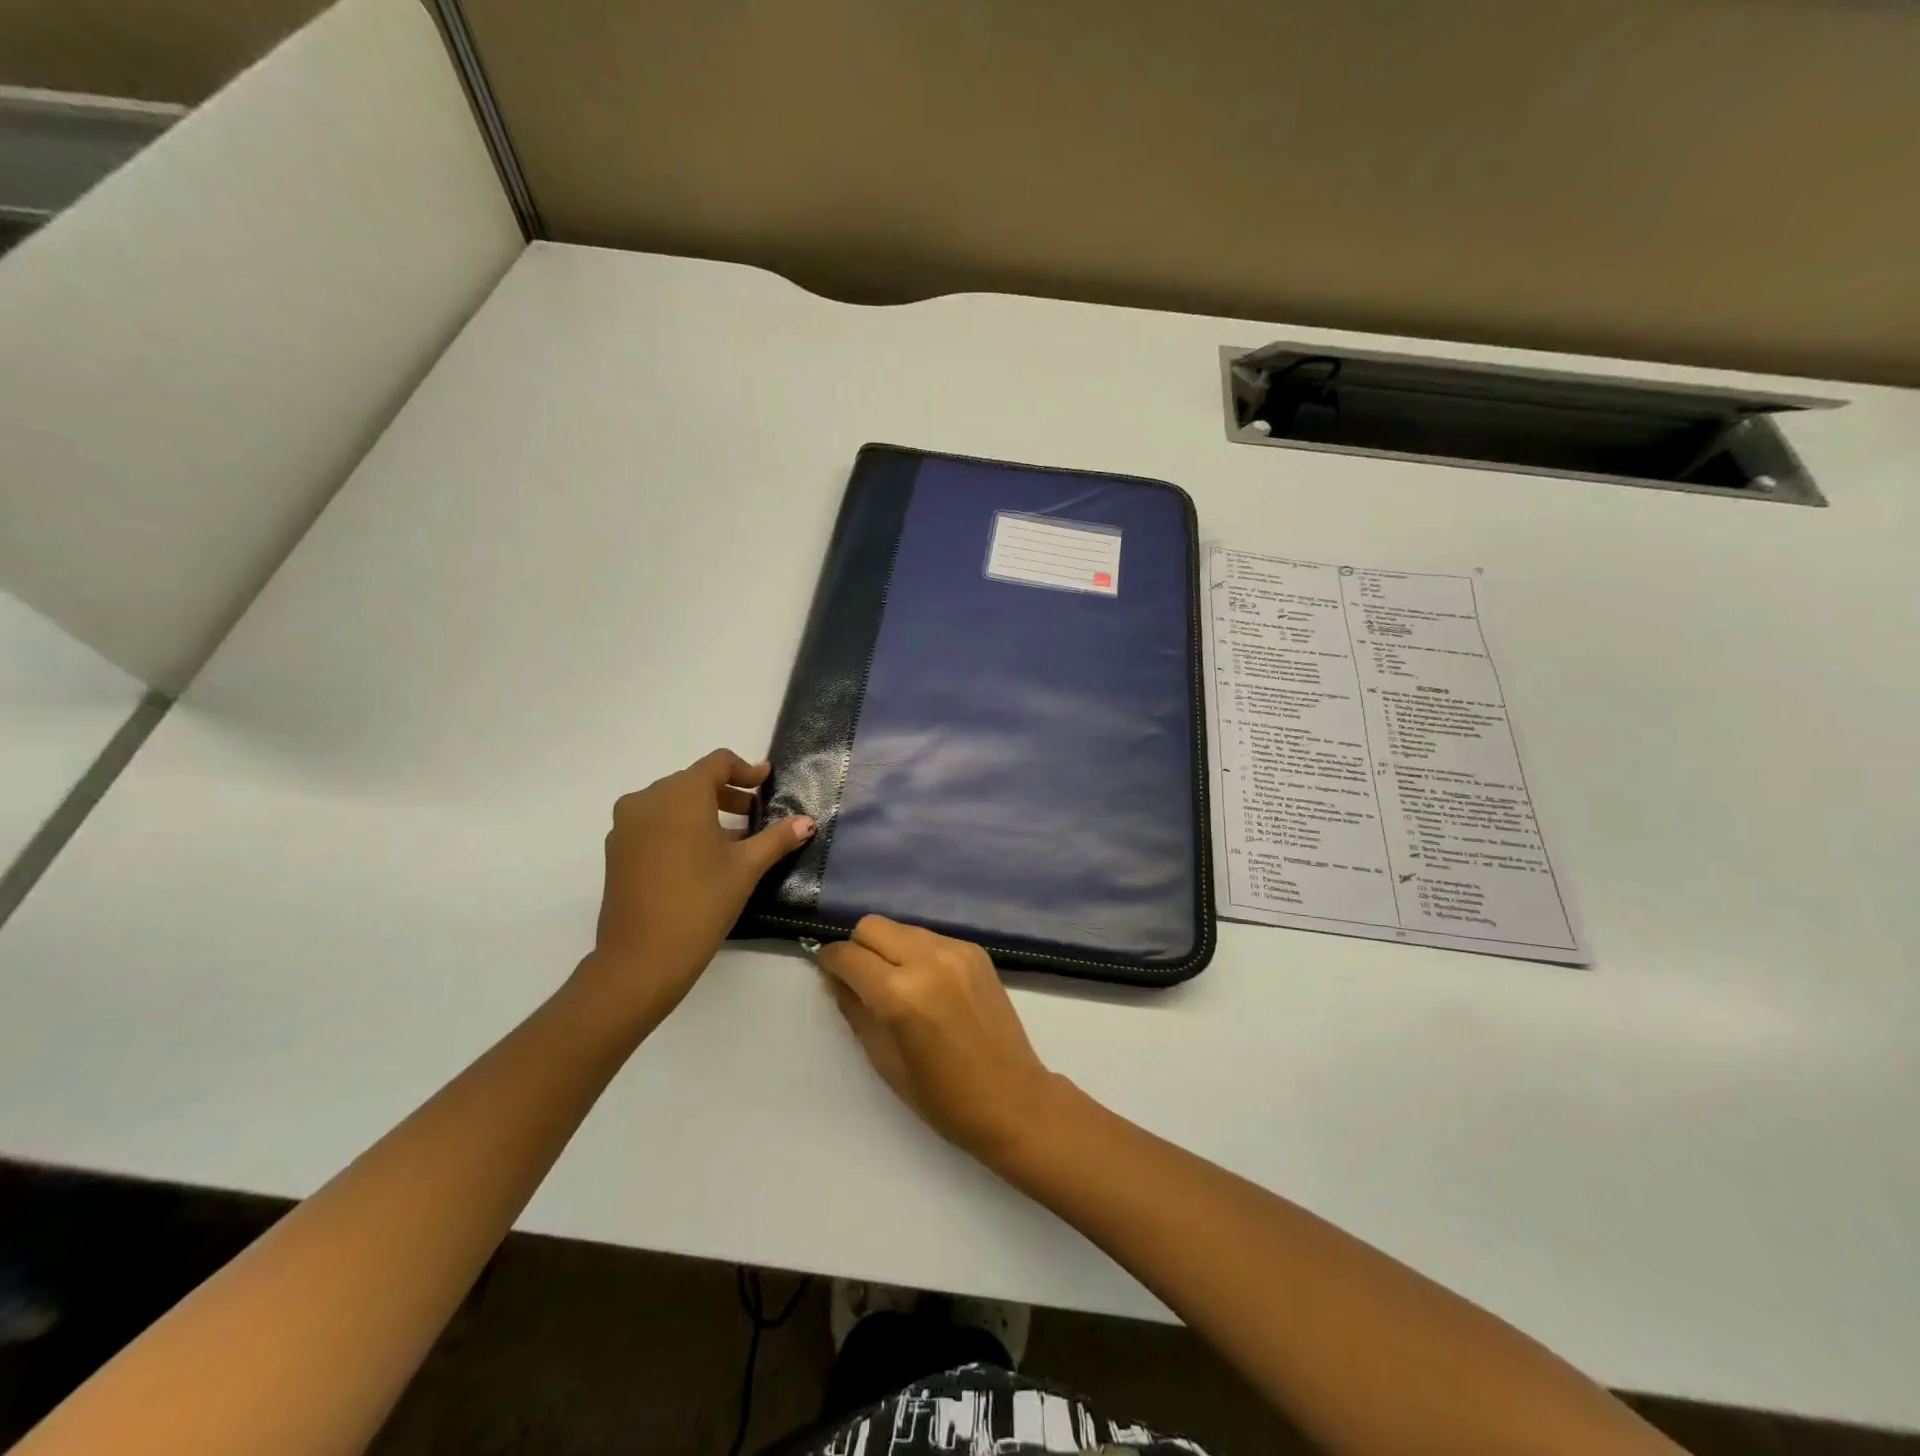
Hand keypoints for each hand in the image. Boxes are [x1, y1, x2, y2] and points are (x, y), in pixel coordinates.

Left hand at [576, 749, 813, 1025]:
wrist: (641, 958)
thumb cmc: (701, 902)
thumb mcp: (746, 868)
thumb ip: (777, 838)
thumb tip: (807, 822)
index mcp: (681, 794)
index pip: (717, 763)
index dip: (746, 769)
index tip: (766, 781)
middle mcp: (647, 799)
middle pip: (693, 781)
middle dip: (726, 793)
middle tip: (753, 814)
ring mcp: (626, 825)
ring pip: (671, 802)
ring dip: (702, 810)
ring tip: (730, 838)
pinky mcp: (616, 850)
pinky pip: (653, 823)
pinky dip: (678, 827)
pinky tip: (698, 856)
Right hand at [817, 916, 1066, 1165]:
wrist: (1012, 1098)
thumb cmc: (941, 1096)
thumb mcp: (883, 1059)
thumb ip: (855, 1009)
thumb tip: (837, 978)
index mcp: (899, 993)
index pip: (848, 955)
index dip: (830, 962)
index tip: (828, 973)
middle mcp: (927, 959)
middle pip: (872, 926)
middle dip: (858, 947)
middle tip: (860, 978)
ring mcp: (956, 950)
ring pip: (902, 928)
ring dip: (889, 948)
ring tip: (896, 982)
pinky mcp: (976, 951)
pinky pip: (931, 938)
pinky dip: (918, 952)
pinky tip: (927, 984)